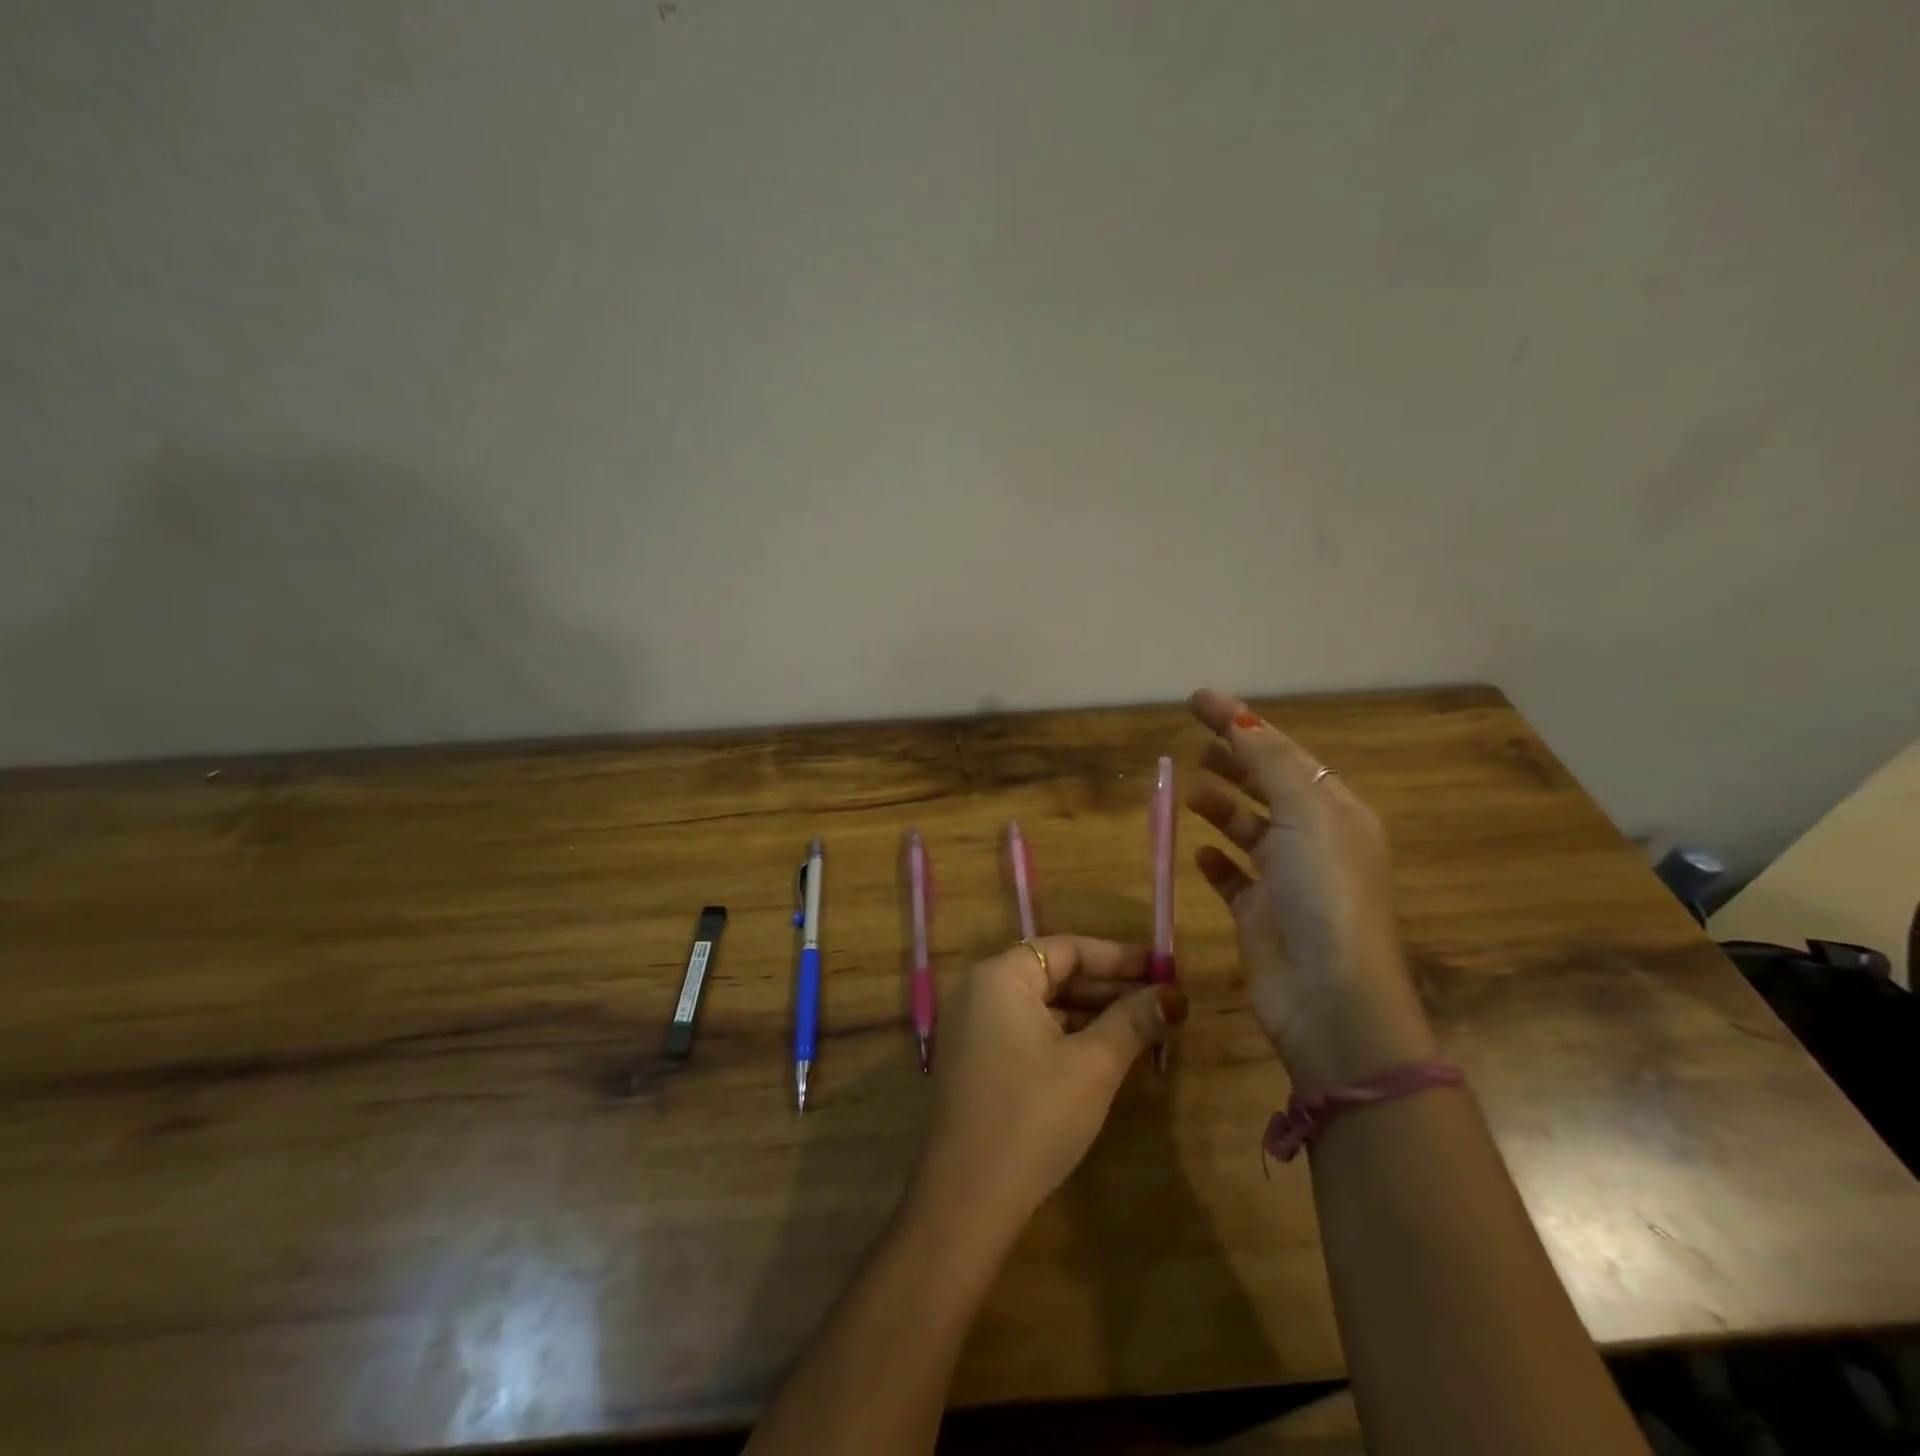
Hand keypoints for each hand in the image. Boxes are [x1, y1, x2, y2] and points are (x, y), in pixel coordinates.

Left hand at [907, 936, 1187, 1235]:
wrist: (967, 1199)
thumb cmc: (1033, 1116)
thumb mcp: (1093, 1065)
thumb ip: (1133, 1022)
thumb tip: (1174, 996)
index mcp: (1000, 976)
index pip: (1067, 949)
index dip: (1118, 957)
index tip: (1163, 968)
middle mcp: (980, 990)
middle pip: (1053, 974)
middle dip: (1108, 987)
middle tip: (1161, 1000)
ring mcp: (972, 1027)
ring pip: (1042, 1005)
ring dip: (1090, 1014)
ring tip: (1143, 1028)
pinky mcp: (975, 1061)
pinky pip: (1027, 1030)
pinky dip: (1065, 1036)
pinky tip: (1104, 1054)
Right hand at [1186, 689, 1436, 1093]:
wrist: (1330, 997)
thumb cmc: (1324, 894)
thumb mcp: (1304, 814)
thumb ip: (1270, 763)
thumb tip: (1241, 719)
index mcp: (1335, 811)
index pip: (1283, 752)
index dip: (1241, 722)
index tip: (1197, 700)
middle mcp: (1314, 842)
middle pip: (1268, 787)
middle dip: (1234, 761)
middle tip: (1194, 743)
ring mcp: (1287, 881)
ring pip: (1249, 830)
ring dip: (1222, 807)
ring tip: (1189, 791)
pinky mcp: (1260, 916)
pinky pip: (1234, 879)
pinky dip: (1217, 861)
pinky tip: (1198, 853)